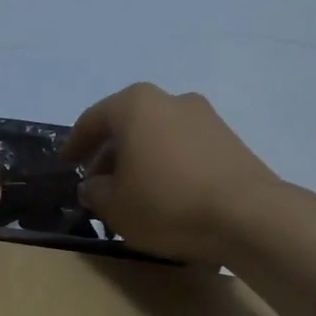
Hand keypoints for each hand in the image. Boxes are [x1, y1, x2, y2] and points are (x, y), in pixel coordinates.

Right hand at [62, 83, 287, 263]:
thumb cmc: (166, 204)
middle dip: (109, 153)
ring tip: (132, 193)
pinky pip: (183, 147)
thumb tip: (93, 185)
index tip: (67, 164)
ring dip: (140, 159)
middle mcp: (170, 99)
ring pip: (157, 135)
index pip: (93, 120)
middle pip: (128, 124)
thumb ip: (95, 192)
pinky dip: (167, 164)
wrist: (248, 216)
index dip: (75, 144)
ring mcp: (205, 117)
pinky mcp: (229, 139)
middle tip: (99, 184)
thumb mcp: (115, 207)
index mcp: (135, 106)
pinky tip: (165, 194)